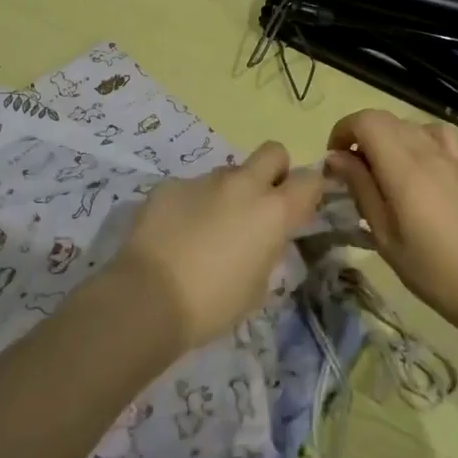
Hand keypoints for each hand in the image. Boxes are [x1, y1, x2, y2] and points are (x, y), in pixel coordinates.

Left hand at [110, 141, 322, 353]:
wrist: (147, 299)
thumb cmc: (212, 304)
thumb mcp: (257, 286)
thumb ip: (267, 251)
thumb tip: (262, 238)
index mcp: (273, 212)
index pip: (310, 180)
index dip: (308, 191)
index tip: (299, 209)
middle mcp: (243, 185)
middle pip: (273, 152)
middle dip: (273, 171)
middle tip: (260, 202)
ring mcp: (203, 180)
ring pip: (228, 173)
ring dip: (227, 193)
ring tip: (207, 228)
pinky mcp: (170, 185)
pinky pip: (191, 188)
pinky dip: (191, 204)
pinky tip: (175, 233)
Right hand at [325, 110, 457, 335]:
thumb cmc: (432, 271)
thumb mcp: (385, 236)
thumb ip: (361, 189)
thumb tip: (335, 158)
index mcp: (404, 168)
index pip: (366, 121)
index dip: (343, 130)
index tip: (333, 161)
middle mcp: (427, 151)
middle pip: (385, 119)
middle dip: (360, 135)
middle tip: (351, 172)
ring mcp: (451, 156)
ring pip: (409, 124)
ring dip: (386, 137)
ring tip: (381, 170)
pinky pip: (436, 134)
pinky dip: (417, 137)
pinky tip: (416, 164)